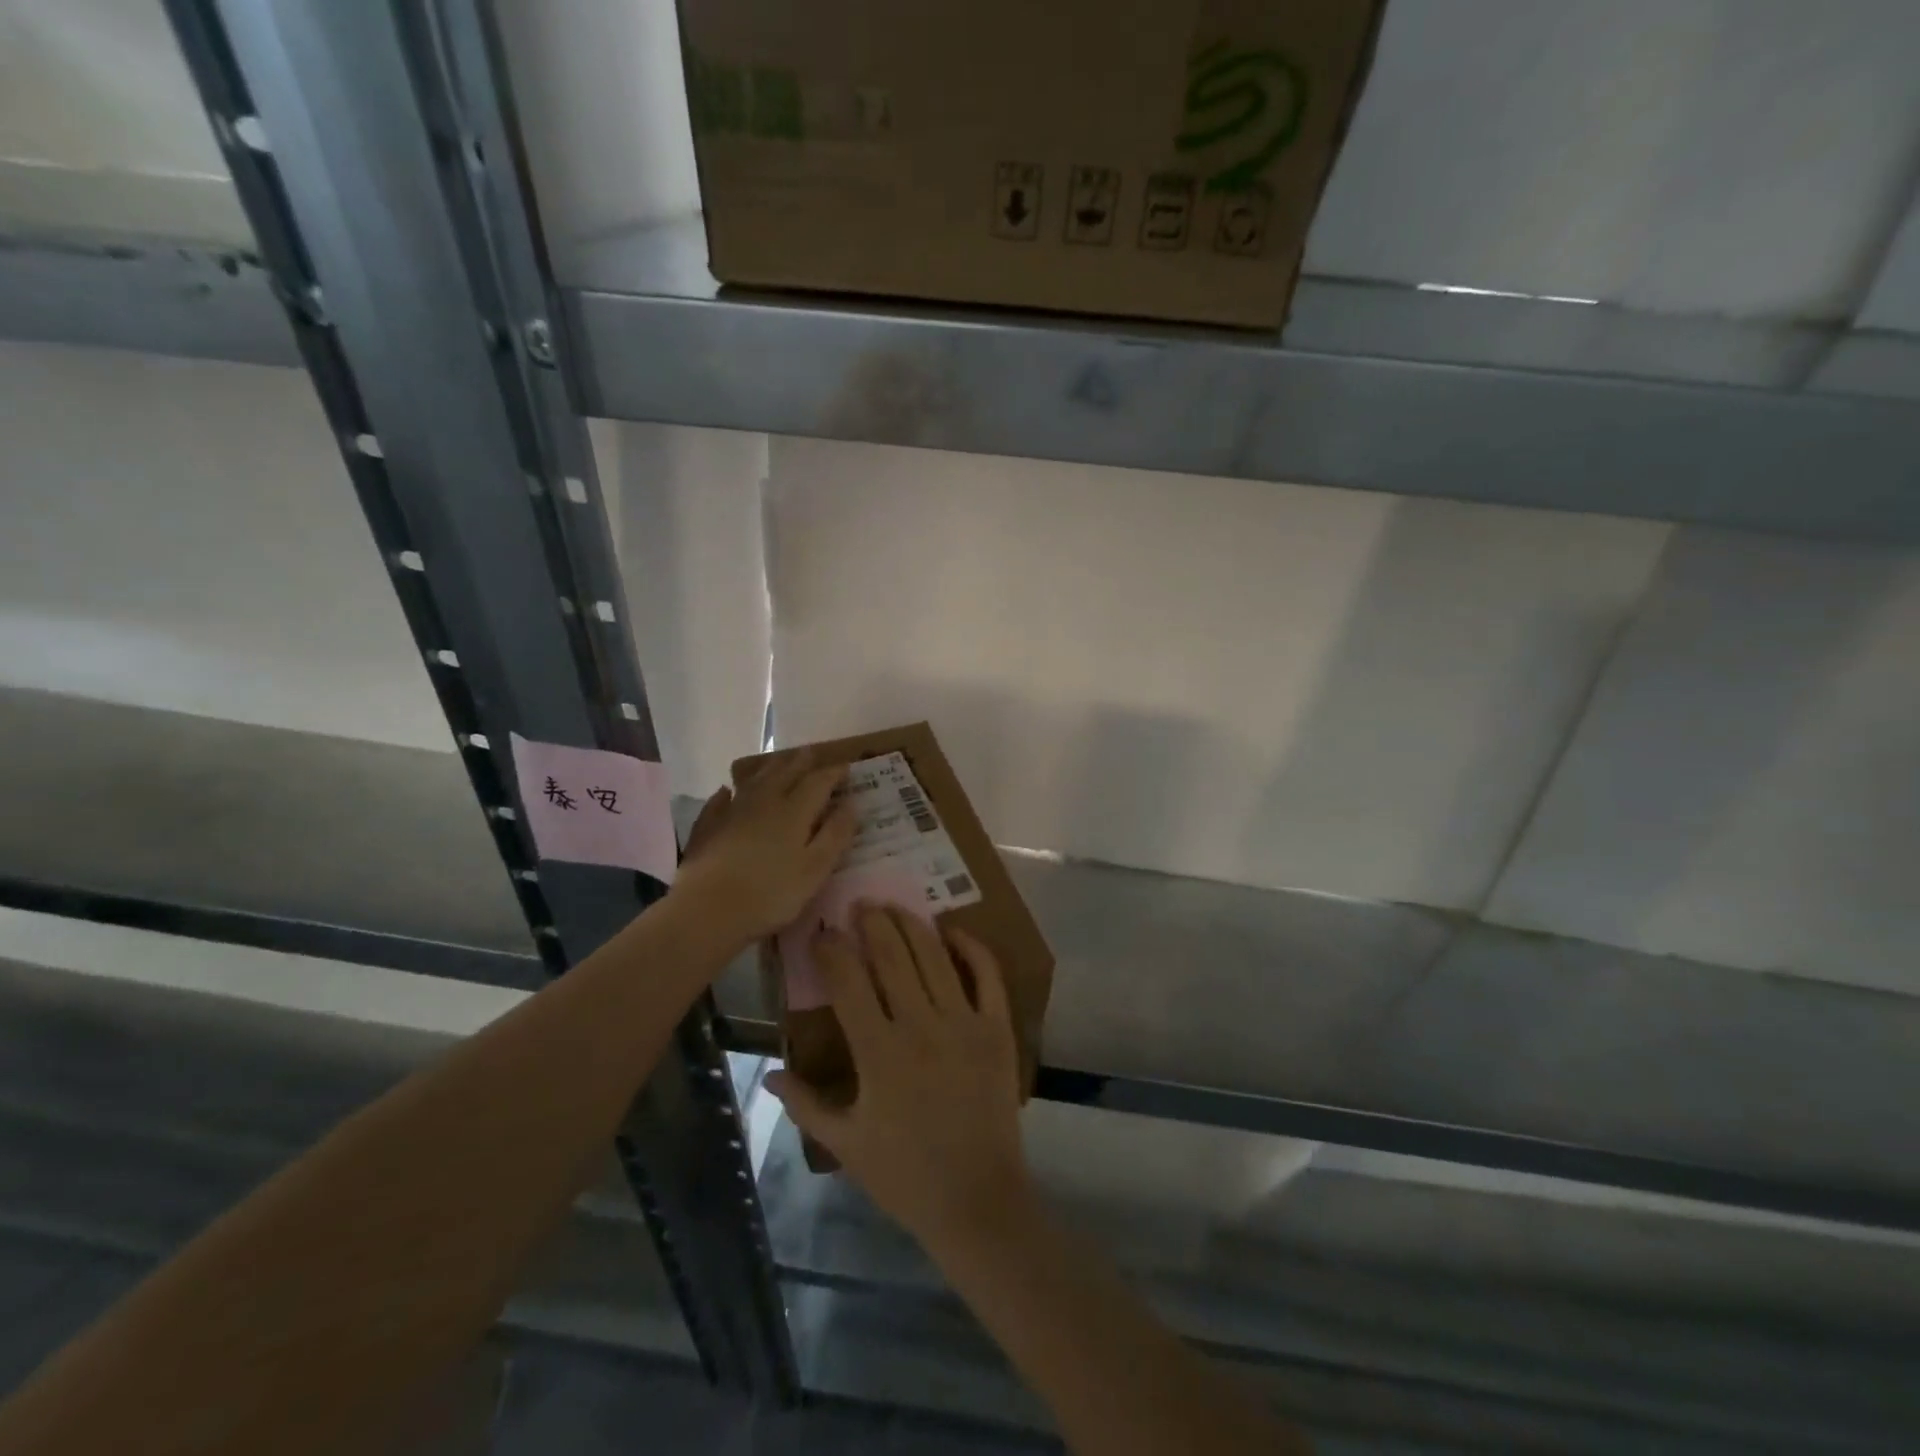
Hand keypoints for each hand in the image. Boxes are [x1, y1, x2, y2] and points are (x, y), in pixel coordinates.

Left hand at [671, 751, 856, 943]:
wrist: (707, 909)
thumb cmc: (771, 893)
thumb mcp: (816, 869)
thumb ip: (835, 834)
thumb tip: (851, 804)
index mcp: (795, 811)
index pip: (818, 782)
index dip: (834, 773)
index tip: (846, 767)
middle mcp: (765, 802)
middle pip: (785, 773)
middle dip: (801, 762)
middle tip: (811, 752)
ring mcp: (732, 812)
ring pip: (754, 781)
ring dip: (769, 768)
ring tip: (779, 761)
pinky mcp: (707, 827)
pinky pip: (719, 802)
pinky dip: (726, 793)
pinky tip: (726, 791)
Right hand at [768, 906, 1032, 1252]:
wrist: (976, 1201)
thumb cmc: (904, 1176)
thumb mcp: (845, 1144)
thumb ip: (806, 1104)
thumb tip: (769, 1074)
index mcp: (878, 1052)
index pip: (848, 981)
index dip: (832, 950)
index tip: (822, 933)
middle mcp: (921, 1026)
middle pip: (892, 956)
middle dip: (872, 923)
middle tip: (860, 903)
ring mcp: (964, 1023)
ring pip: (935, 957)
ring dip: (912, 925)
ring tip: (895, 906)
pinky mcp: (997, 1029)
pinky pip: (987, 975)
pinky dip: (971, 948)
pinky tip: (953, 931)